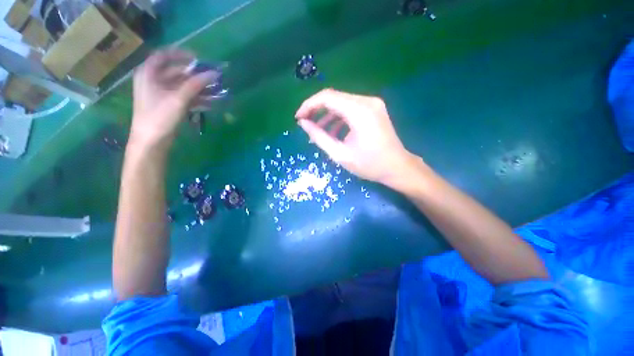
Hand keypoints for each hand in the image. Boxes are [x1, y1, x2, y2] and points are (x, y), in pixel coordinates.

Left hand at [129, 49, 218, 147]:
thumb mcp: (178, 98)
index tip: (198, 59)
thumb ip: (196, 84)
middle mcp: (153, 80)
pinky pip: (183, 97)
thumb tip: (213, 74)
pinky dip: (195, 98)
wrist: (151, 141)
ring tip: (214, 92)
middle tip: (211, 79)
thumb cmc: (160, 117)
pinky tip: (209, 103)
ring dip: (198, 88)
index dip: (181, 54)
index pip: (164, 55)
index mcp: (149, 73)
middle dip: (195, 75)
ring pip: (182, 86)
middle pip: (176, 72)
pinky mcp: (168, 105)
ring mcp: (161, 94)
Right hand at [295, 88, 420, 186]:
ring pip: (342, 103)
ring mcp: (372, 103)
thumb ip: (319, 137)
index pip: (327, 97)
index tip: (298, 118)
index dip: (309, 105)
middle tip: (306, 124)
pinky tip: (334, 131)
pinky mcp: (374, 109)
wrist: (397, 167)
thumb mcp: (340, 154)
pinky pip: (351, 108)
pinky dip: (339, 118)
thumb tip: (303, 124)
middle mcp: (367, 101)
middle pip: (334, 97)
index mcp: (359, 111)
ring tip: (318, 131)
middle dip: (317, 110)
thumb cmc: (370, 165)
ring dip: (327, 115)